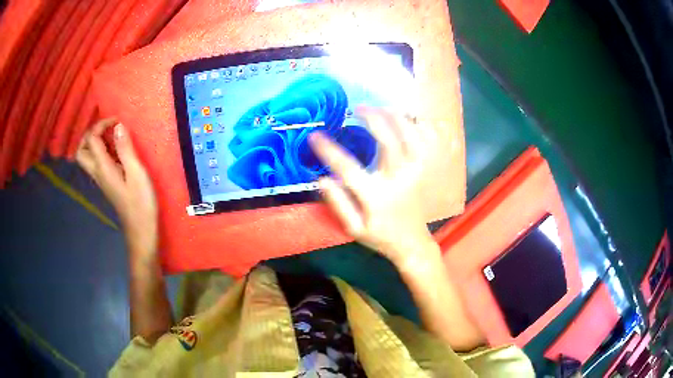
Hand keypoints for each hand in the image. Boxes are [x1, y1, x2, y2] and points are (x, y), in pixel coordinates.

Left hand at [76, 119, 157, 257]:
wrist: (140, 229)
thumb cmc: (140, 202)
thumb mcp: (136, 173)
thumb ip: (125, 149)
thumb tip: (118, 126)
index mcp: (103, 168)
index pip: (92, 139)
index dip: (101, 124)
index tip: (118, 121)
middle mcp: (97, 172)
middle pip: (81, 150)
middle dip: (90, 134)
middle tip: (107, 128)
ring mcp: (101, 178)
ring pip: (87, 156)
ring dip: (94, 142)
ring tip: (112, 136)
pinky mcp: (107, 182)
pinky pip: (96, 161)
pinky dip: (101, 150)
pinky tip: (116, 150)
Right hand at [310, 107, 436, 266]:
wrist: (412, 242)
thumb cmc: (380, 236)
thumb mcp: (354, 228)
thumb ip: (338, 203)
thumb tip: (322, 178)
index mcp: (376, 196)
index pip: (348, 168)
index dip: (329, 150)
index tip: (315, 136)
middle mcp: (398, 179)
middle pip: (388, 140)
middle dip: (372, 118)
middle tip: (357, 108)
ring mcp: (415, 172)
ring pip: (411, 136)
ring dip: (395, 117)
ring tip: (380, 108)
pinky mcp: (424, 170)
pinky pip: (426, 141)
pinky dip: (417, 125)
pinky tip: (405, 118)